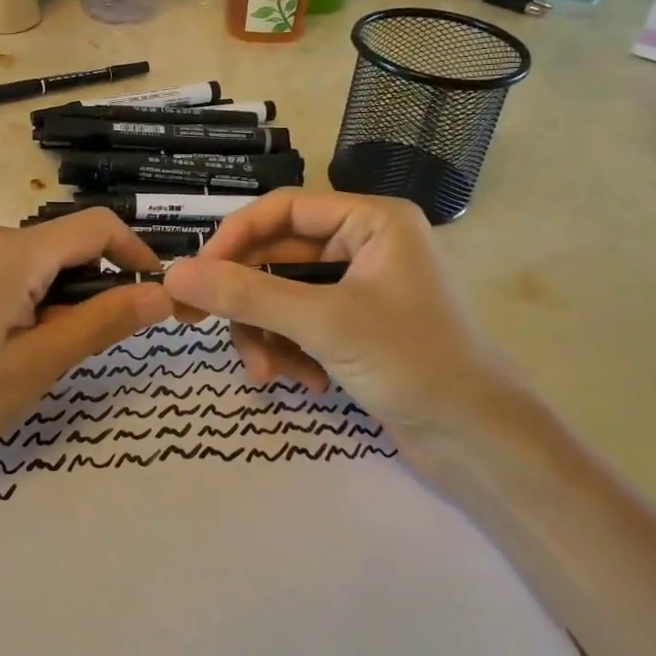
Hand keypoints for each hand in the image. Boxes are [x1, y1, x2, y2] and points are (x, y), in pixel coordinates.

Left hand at [0, 210, 172, 470]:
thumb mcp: (35, 366)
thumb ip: (101, 323)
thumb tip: (161, 294)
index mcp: (11, 251)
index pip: (97, 226)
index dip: (136, 254)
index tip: (155, 299)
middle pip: (68, 244)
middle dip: (94, 287)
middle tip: (89, 347)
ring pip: (42, 261)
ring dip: (62, 298)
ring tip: (43, 355)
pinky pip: (12, 270)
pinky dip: (32, 299)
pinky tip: (12, 345)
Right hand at [162, 190, 534, 456]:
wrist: (480, 445)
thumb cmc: (413, 363)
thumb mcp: (323, 324)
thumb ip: (247, 295)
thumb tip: (175, 275)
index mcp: (371, 221)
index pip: (282, 210)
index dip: (234, 238)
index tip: (195, 274)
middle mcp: (364, 244)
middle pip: (277, 257)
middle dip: (249, 301)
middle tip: (204, 325)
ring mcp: (359, 287)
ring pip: (282, 295)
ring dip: (266, 333)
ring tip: (269, 373)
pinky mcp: (354, 325)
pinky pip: (299, 322)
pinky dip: (290, 350)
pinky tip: (305, 382)